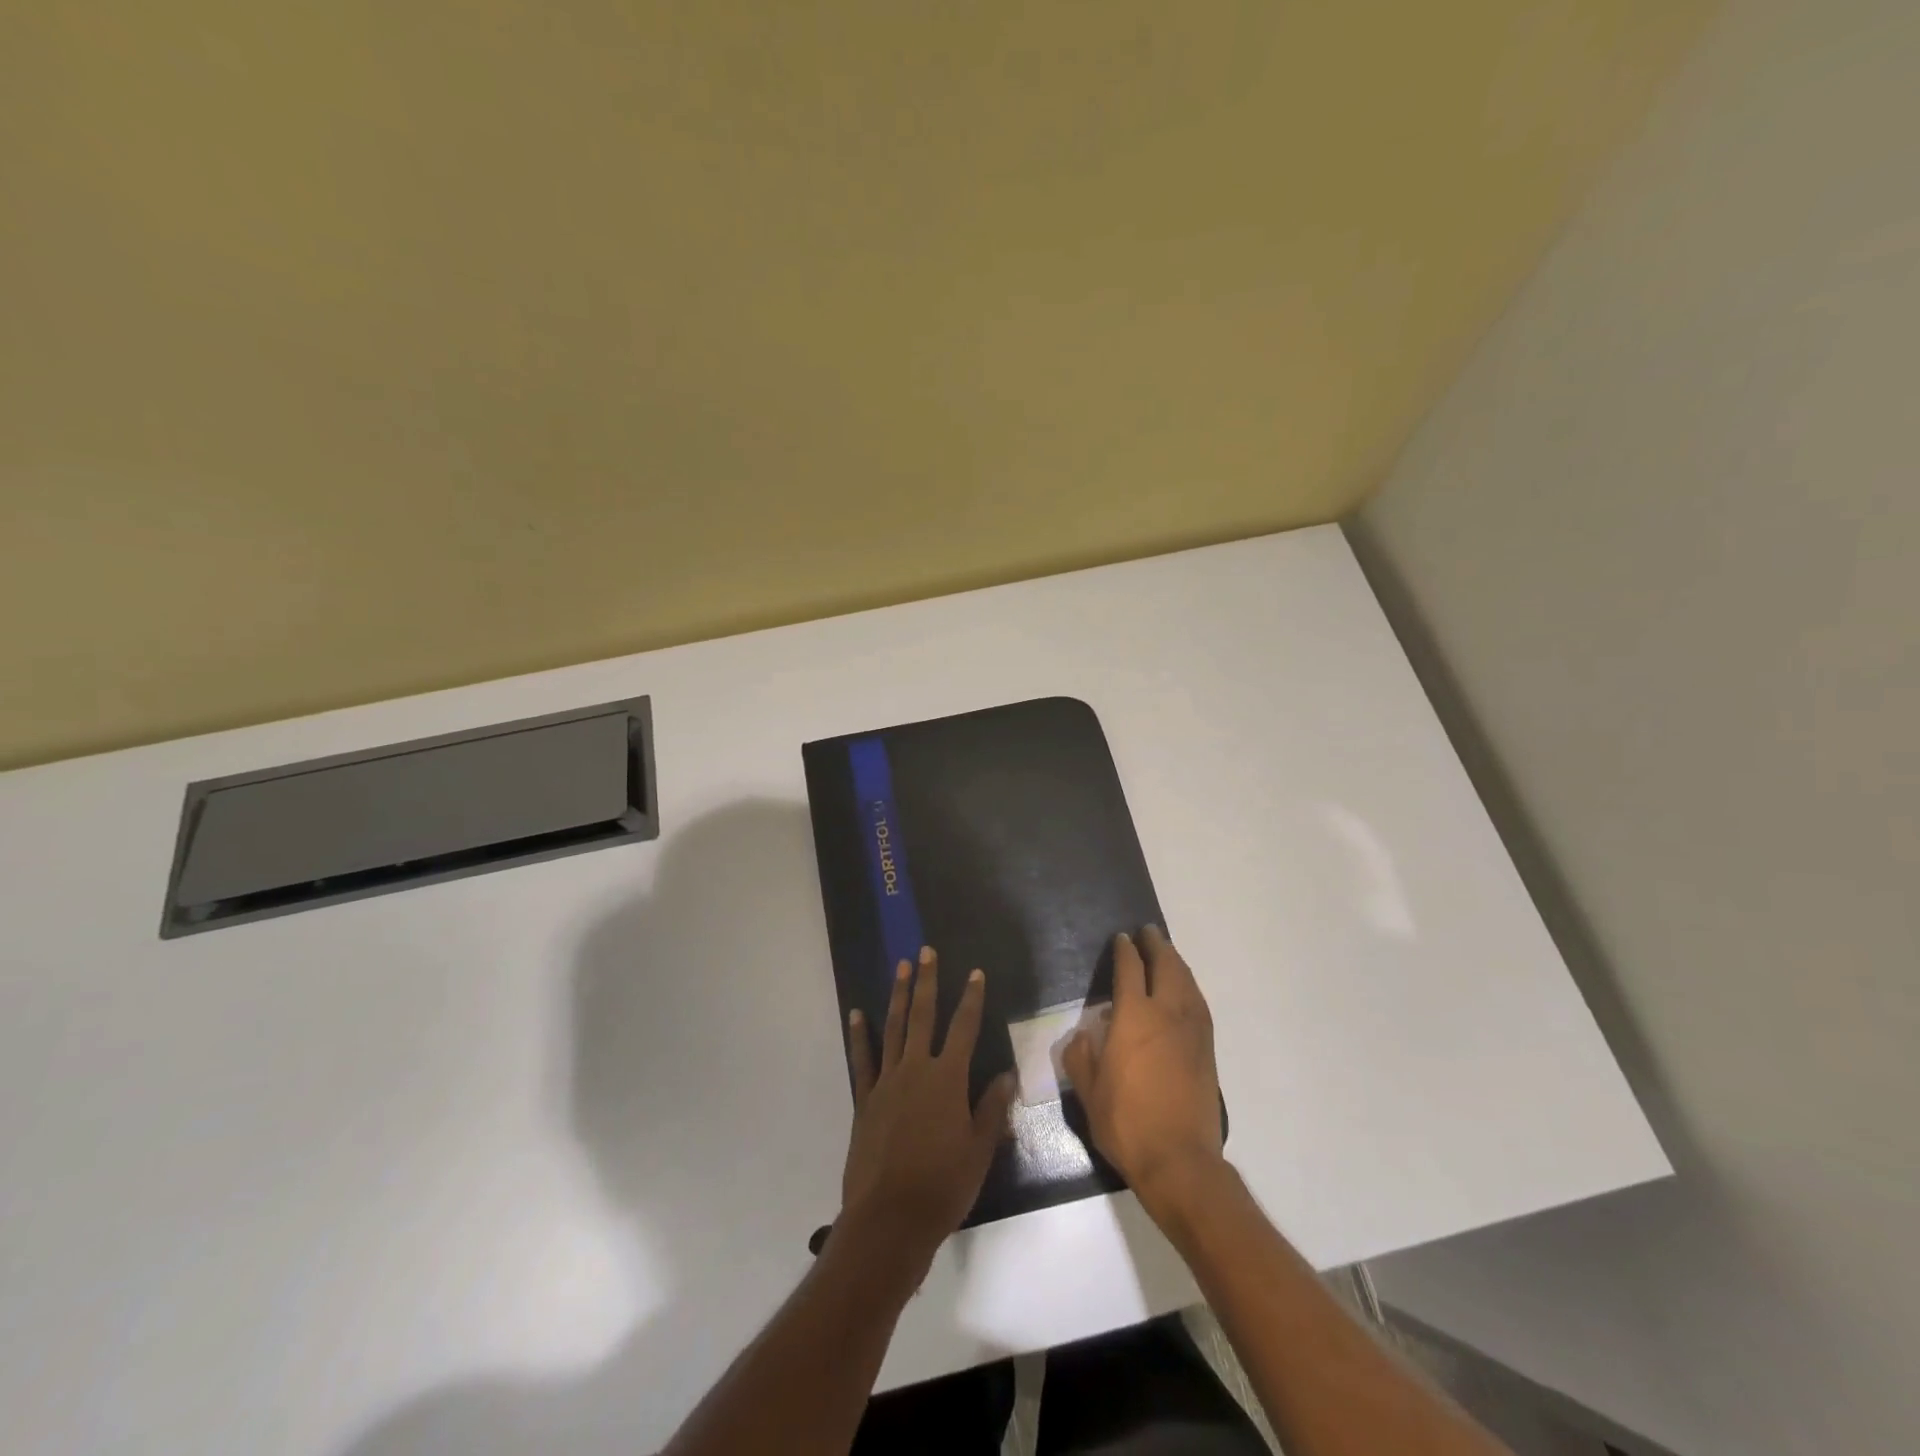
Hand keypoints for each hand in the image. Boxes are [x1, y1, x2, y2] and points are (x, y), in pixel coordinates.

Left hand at [841, 947, 1015, 1261]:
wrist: (889, 1219)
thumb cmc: (943, 1186)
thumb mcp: (979, 1149)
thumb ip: (991, 1108)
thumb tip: (1007, 1074)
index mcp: (948, 1080)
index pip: (964, 1028)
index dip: (971, 999)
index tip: (975, 972)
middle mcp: (916, 1070)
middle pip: (923, 1016)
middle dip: (927, 982)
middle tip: (926, 951)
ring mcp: (886, 1082)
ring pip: (893, 1029)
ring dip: (898, 996)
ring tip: (900, 967)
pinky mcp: (865, 1100)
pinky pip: (862, 1060)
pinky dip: (860, 1035)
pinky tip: (857, 1014)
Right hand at [1063, 926, 1223, 1214]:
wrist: (1179, 1160)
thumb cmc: (1126, 1122)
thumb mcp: (1088, 1091)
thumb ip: (1081, 1056)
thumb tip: (1083, 1036)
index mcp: (1134, 1016)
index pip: (1130, 970)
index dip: (1125, 950)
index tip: (1121, 939)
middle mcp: (1167, 1013)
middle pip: (1166, 966)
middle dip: (1156, 945)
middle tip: (1147, 932)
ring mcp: (1192, 1030)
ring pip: (1187, 981)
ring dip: (1176, 962)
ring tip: (1167, 952)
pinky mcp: (1207, 1049)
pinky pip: (1198, 1002)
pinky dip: (1190, 985)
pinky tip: (1185, 989)